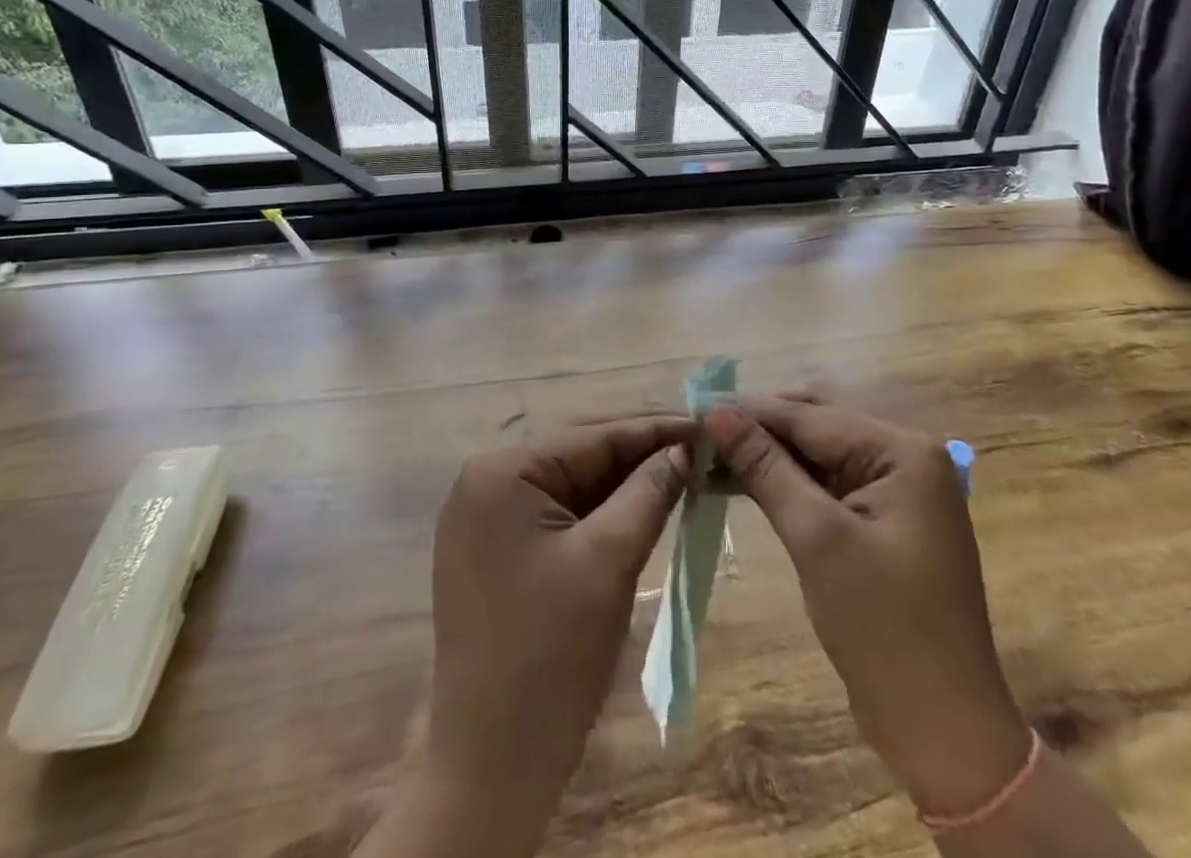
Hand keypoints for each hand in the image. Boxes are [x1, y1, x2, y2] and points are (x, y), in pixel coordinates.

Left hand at [422, 415, 694, 846]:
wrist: (491, 768)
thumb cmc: (551, 656)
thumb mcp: (610, 560)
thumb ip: (649, 491)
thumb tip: (685, 448)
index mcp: (501, 472)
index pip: (592, 435)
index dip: (653, 428)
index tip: (706, 423)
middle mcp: (485, 482)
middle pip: (578, 453)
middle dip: (640, 453)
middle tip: (700, 449)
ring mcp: (485, 518)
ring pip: (570, 483)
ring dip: (623, 482)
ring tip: (681, 472)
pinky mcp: (495, 551)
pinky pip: (556, 513)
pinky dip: (599, 510)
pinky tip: (641, 507)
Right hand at [706, 398, 1029, 818]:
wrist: (943, 732)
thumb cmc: (883, 627)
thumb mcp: (817, 538)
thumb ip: (766, 467)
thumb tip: (716, 413)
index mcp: (903, 451)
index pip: (812, 416)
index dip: (750, 411)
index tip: (693, 409)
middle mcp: (905, 457)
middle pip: (816, 426)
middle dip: (757, 429)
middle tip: (697, 435)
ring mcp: (896, 490)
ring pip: (816, 454)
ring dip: (766, 456)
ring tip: (707, 457)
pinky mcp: (882, 520)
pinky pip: (825, 484)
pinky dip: (785, 483)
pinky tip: (741, 483)